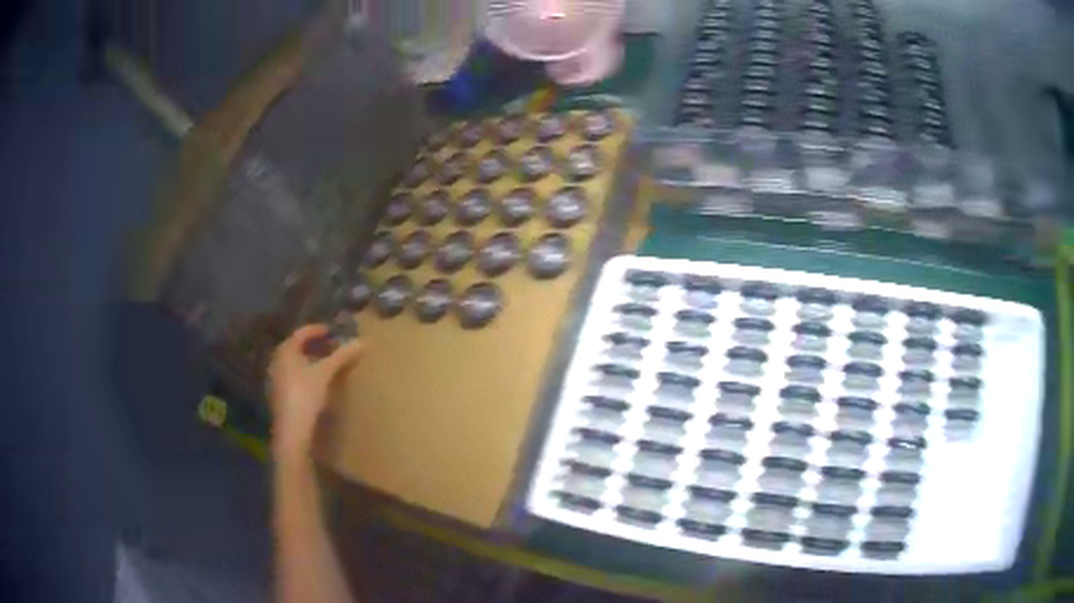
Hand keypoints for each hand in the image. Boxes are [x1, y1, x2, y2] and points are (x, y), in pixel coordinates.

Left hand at [268, 324, 363, 457]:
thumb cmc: (305, 394)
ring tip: (327, 364)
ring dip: (310, 360)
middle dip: (315, 346)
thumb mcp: (326, 372)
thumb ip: (342, 356)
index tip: (332, 331)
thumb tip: (362, 341)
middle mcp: (277, 360)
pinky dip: (305, 373)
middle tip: (331, 347)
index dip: (318, 330)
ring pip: (295, 363)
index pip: (302, 332)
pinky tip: (316, 382)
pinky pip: (293, 375)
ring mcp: (276, 378)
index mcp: (286, 350)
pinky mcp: (279, 394)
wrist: (292, 429)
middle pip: (297, 347)